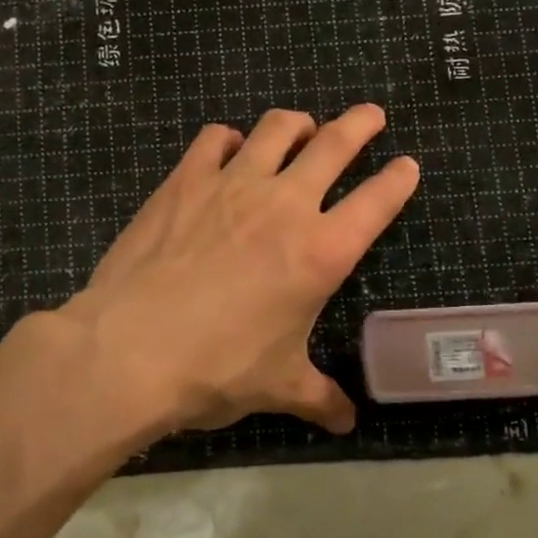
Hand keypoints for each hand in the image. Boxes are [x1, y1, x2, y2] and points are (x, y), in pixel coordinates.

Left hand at [56, 104, 419, 435]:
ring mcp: (232, 184)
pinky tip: (228, 148)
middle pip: (334, 144)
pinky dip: (229, 138)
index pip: (377, 202)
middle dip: (361, 123)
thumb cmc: (217, 369)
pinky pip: (214, 139)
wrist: (130, 350)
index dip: (398, 179)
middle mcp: (285, 205)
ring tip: (302, 127)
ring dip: (297, 123)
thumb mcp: (278, 386)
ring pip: (276, 129)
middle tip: (372, 115)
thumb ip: (319, 397)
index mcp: (321, 252)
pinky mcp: (185, 180)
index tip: (407, 165)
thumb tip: (346, 423)